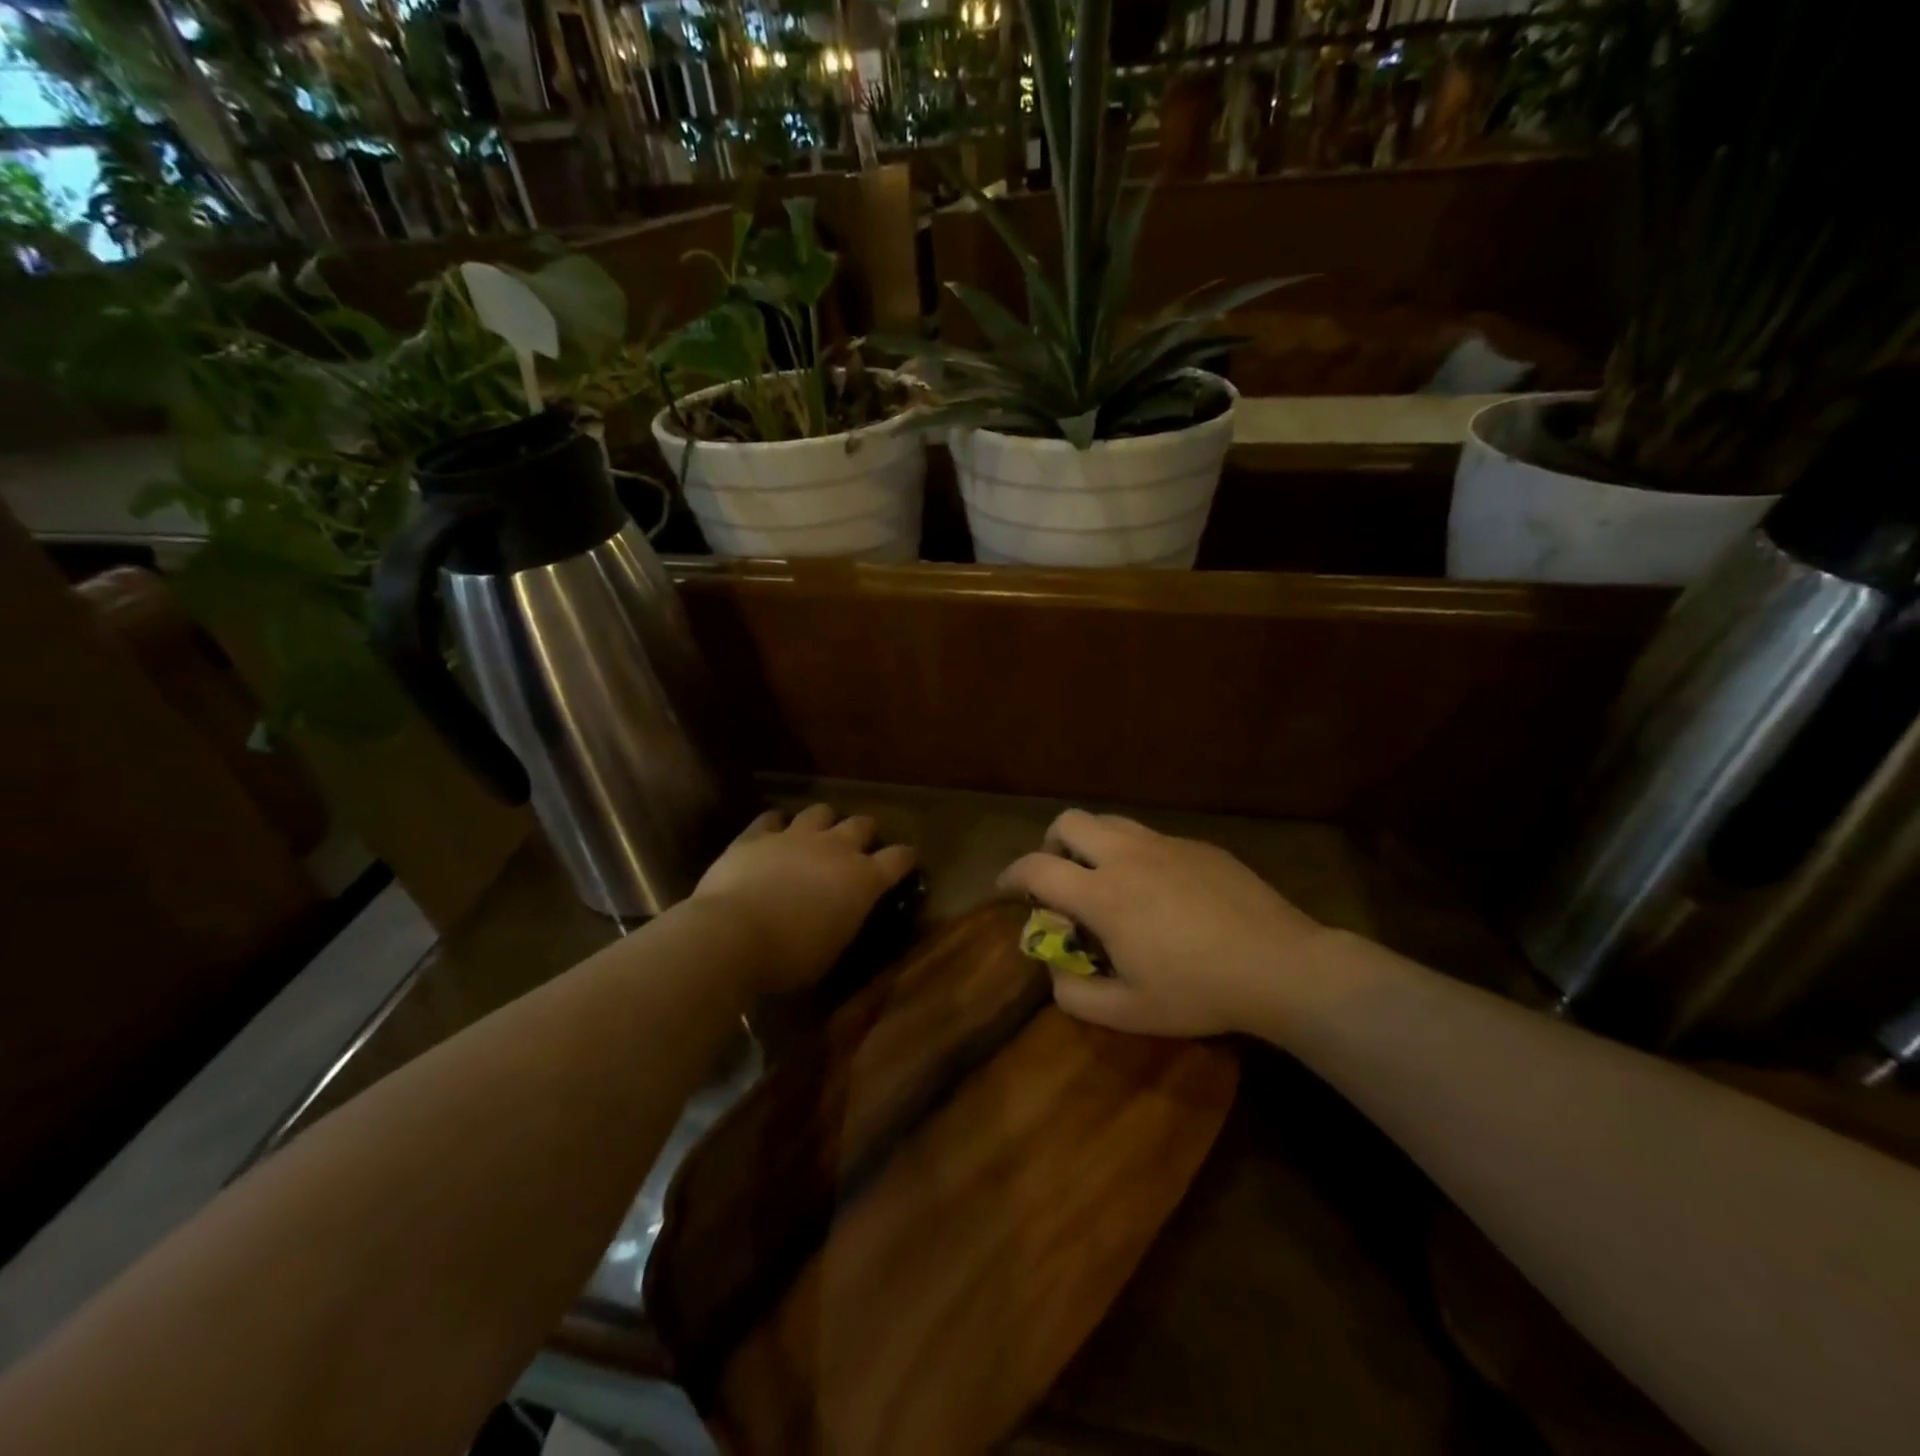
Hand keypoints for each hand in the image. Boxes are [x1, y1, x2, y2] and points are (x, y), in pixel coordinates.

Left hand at [692, 804, 915, 995]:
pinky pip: (771, 818)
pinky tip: (772, 835)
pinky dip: (775, 825)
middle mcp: (835, 848)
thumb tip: (842, 914)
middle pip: (862, 824)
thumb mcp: (833, 949)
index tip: (906, 861)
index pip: (899, 858)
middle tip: (858, 847)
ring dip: (822, 822)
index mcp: (863, 879)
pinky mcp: (757, 835)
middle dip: (864, 833)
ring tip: (815, 836)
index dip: (905, 858)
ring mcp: (795, 836)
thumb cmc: (791, 957)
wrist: (733, 935)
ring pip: (820, 811)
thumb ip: (844, 921)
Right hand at [998, 810, 1325, 1036]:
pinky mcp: (1197, 845)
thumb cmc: (1199, 991)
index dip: (1010, 874)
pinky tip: (1159, 890)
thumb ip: (1076, 995)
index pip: (1036, 867)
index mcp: (1102, 894)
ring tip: (1104, 878)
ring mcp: (1165, 844)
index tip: (1004, 889)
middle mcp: (1126, 856)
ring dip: (1091, 842)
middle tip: (1058, 876)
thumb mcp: (1129, 1012)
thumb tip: (1054, 971)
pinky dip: (1135, 854)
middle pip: (1068, 821)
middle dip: (1050, 843)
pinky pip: (1151, 837)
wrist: (1280, 965)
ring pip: (1110, 821)